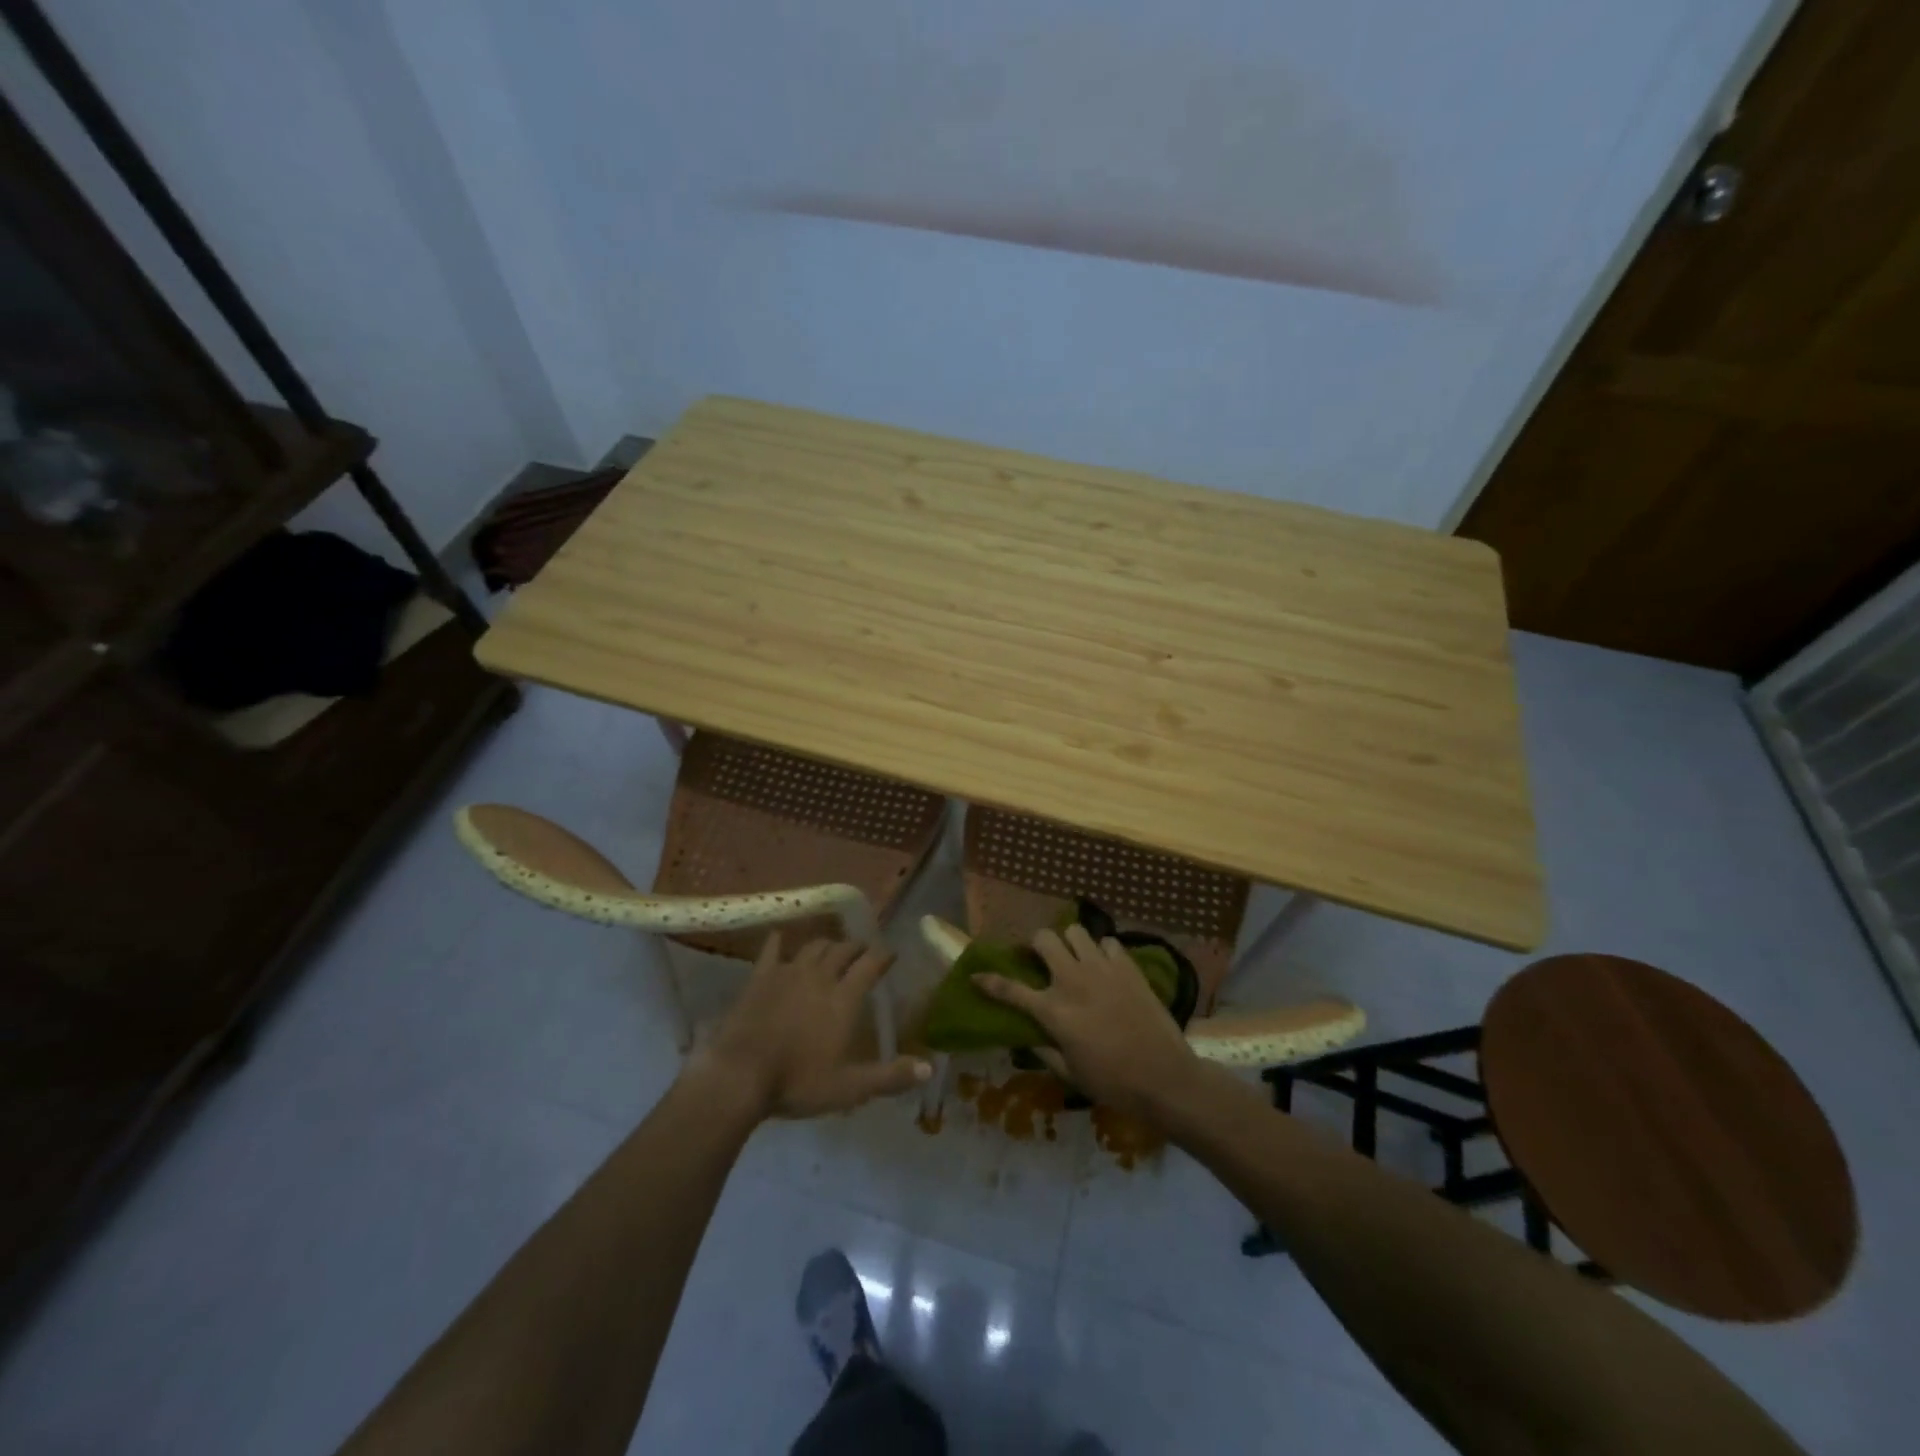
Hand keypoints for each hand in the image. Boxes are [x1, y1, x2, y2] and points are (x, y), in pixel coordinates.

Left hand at [691, 934, 931, 1119]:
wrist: (739, 1076)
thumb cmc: (798, 1082)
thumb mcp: (850, 1088)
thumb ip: (890, 1077)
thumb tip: (929, 1068)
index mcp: (844, 998)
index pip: (870, 965)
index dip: (883, 955)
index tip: (892, 952)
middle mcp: (819, 976)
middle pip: (842, 950)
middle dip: (856, 947)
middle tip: (863, 950)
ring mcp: (787, 973)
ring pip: (812, 947)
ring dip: (826, 944)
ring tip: (832, 948)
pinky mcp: (759, 978)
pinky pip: (771, 951)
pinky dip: (778, 942)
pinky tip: (779, 936)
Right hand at [972, 924, 1202, 1121]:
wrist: (1165, 1077)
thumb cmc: (1113, 1083)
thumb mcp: (1070, 1074)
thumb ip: (1045, 1051)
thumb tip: (1028, 1037)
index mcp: (1054, 1011)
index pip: (1011, 990)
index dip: (989, 981)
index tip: (977, 976)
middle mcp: (1073, 980)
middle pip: (1043, 939)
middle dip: (1036, 945)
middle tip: (1040, 959)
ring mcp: (1102, 969)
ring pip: (1075, 931)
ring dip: (1070, 943)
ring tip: (1075, 959)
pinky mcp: (1128, 967)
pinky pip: (1108, 943)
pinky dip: (1102, 951)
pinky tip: (1106, 968)